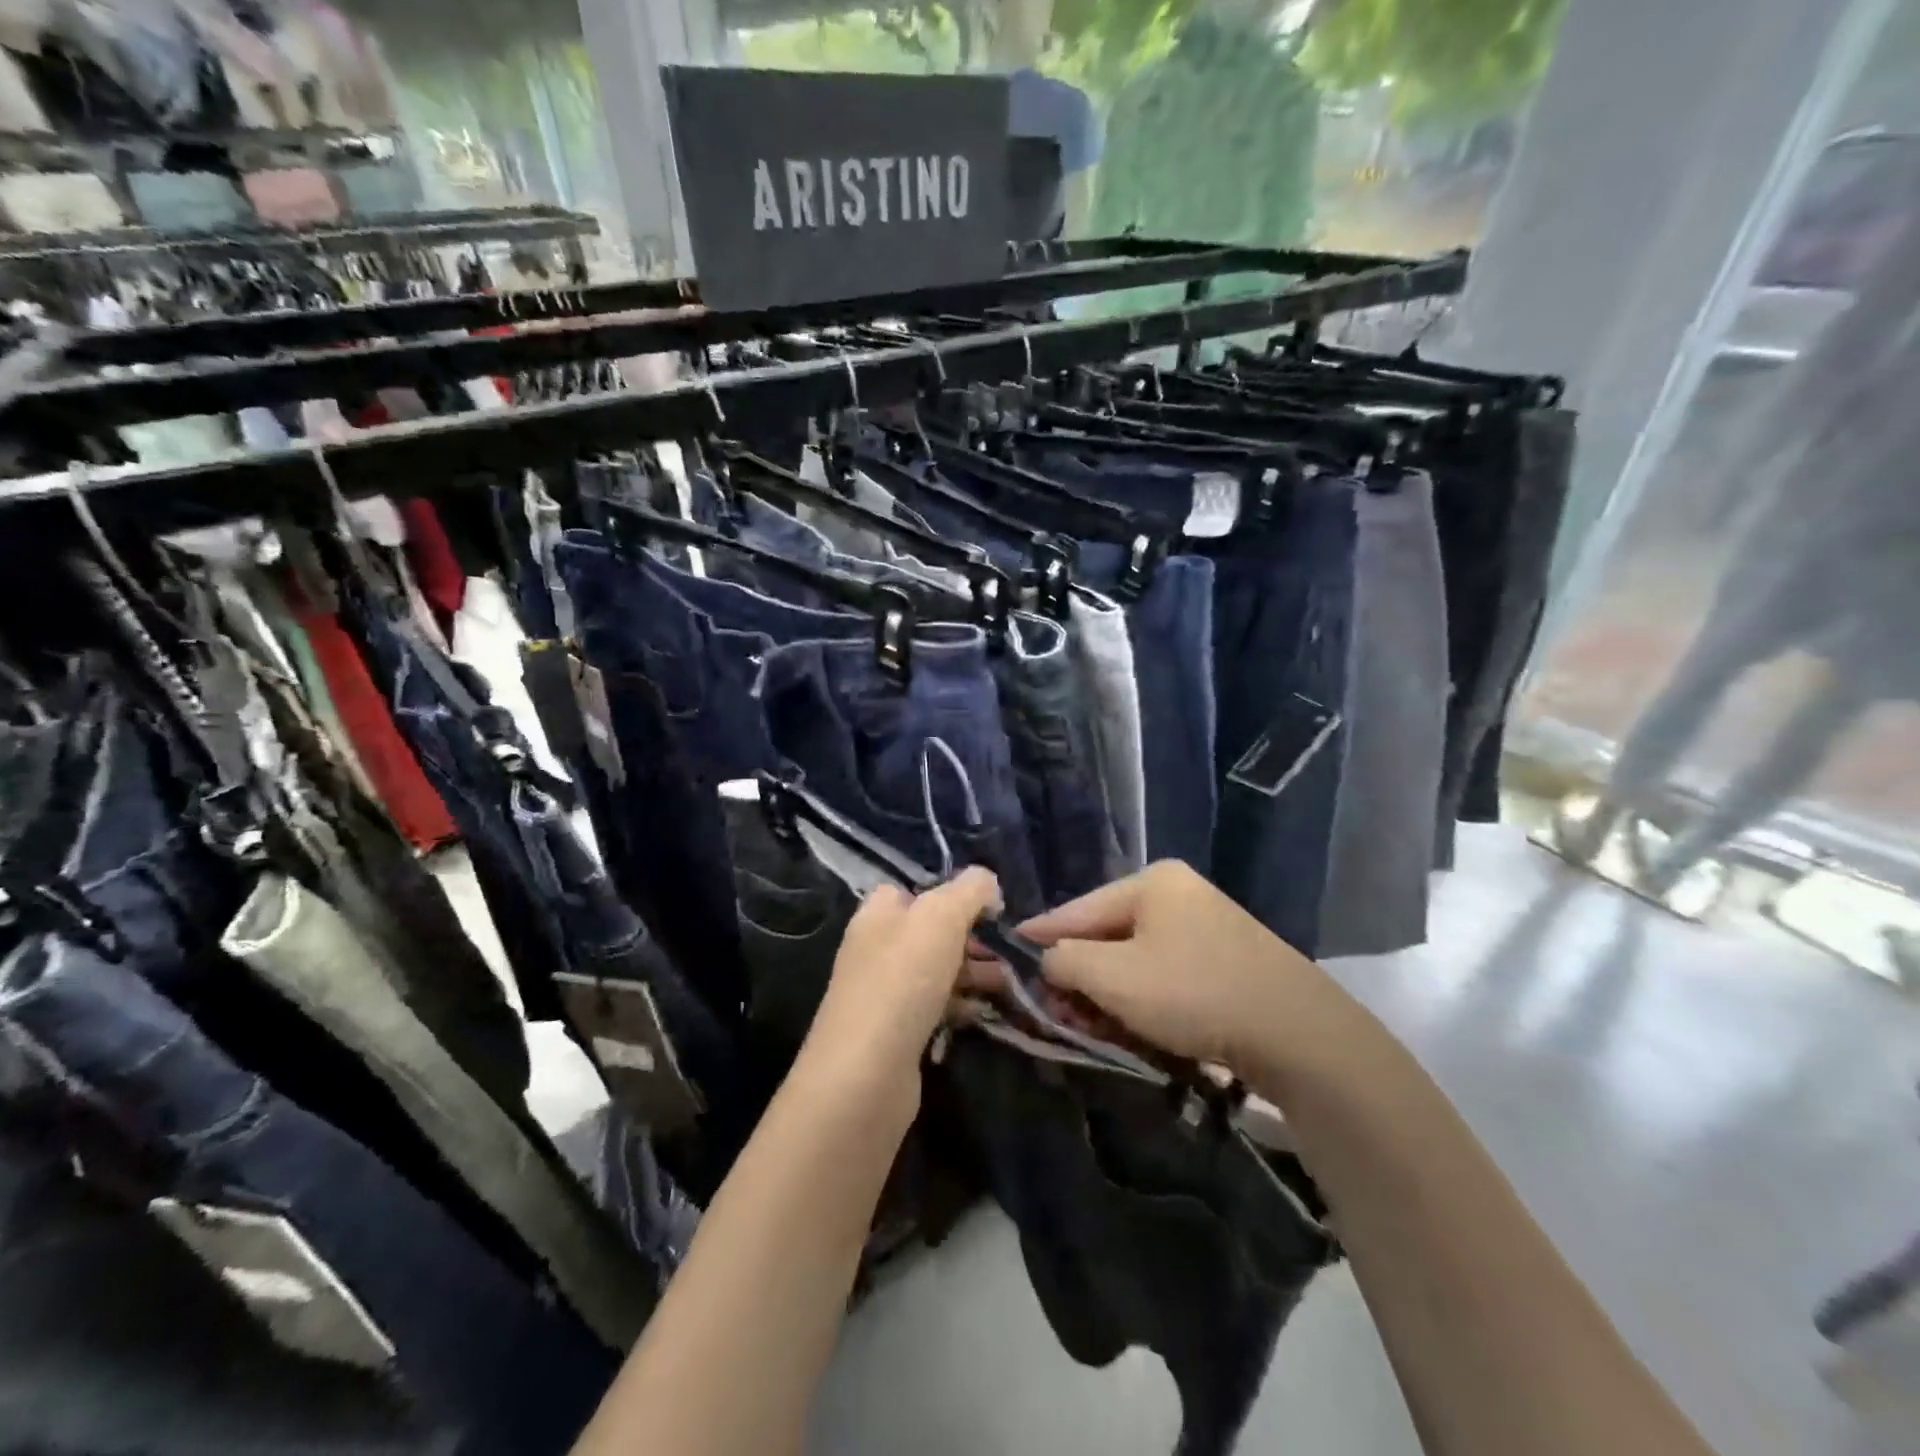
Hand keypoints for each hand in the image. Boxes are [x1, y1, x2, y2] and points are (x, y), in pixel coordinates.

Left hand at [798, 868, 1001, 1100]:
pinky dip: (961, 1006)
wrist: (866, 1075)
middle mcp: (876, 949)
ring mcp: (884, 993)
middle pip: (930, 932)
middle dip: (971, 937)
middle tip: (1008, 950)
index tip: (989, 908)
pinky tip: (983, 1013)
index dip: (950, 893)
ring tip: (1010, 983)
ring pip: (937, 971)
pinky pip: (935, 1007)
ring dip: (973, 972)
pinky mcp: (896, 1033)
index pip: (912, 890)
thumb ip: (968, 891)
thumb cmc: (902, 981)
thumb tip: (988, 882)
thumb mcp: (941, 917)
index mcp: (878, 914)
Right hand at [1017, 860, 1325, 1073]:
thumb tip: (1047, 957)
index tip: (1008, 953)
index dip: (1040, 934)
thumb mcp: (1113, 977)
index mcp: (1152, 882)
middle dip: (1078, 974)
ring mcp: (1208, 925)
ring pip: (1136, 957)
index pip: (1077, 908)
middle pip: (1107, 934)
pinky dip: (1144, 997)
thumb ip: (1065, 961)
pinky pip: (1166, 972)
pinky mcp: (1228, 959)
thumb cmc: (1193, 993)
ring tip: (1090, 1025)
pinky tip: (1135, 1025)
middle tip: (1055, 1010)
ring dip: (1109, 991)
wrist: (1298, 1033)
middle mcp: (1180, 894)